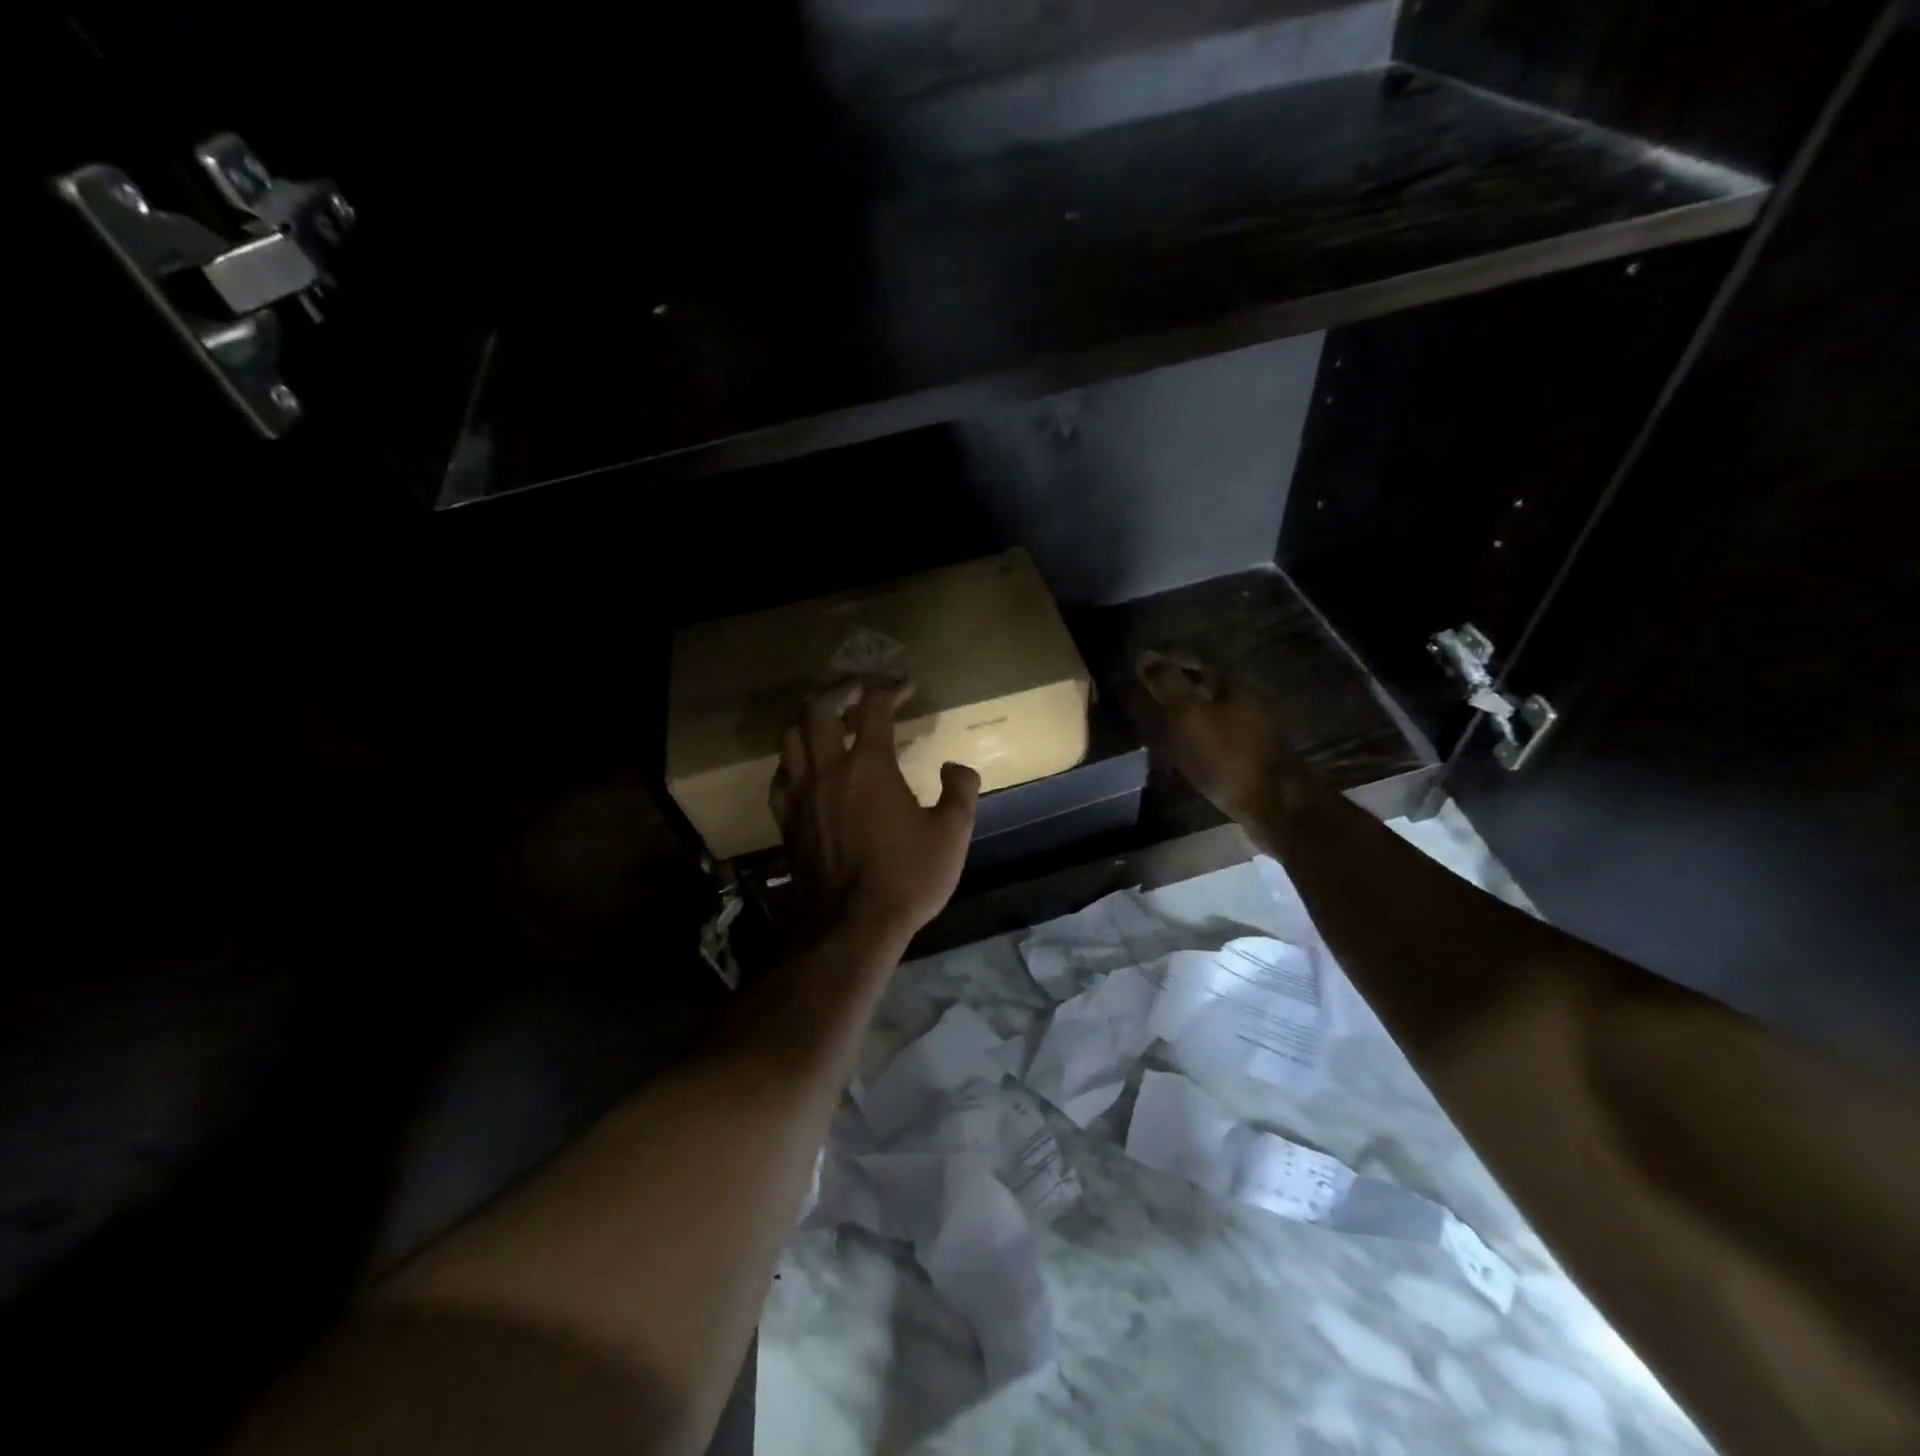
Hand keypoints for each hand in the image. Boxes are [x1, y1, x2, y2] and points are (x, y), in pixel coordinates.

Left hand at [770, 679, 979, 946]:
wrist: (849, 926)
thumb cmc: (905, 878)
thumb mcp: (951, 835)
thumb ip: (959, 792)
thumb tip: (956, 767)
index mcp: (869, 767)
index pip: (874, 708)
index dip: (890, 688)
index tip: (905, 686)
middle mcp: (827, 771)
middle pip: (817, 709)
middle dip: (838, 689)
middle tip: (857, 687)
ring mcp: (800, 794)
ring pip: (790, 736)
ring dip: (807, 715)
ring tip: (824, 714)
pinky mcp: (785, 819)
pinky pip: (780, 773)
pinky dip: (793, 756)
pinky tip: (804, 763)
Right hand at [1136, 651, 1305, 821]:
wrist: (1273, 806)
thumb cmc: (1227, 756)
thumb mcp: (1189, 716)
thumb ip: (1167, 685)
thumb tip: (1145, 654)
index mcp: (1234, 686)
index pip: (1195, 665)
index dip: (1167, 667)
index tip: (1140, 676)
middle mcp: (1248, 703)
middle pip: (1205, 691)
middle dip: (1176, 695)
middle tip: (1145, 704)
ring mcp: (1254, 732)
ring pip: (1211, 718)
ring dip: (1186, 722)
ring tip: (1158, 732)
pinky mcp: (1253, 760)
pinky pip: (1217, 742)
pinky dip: (1197, 744)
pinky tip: (1182, 756)